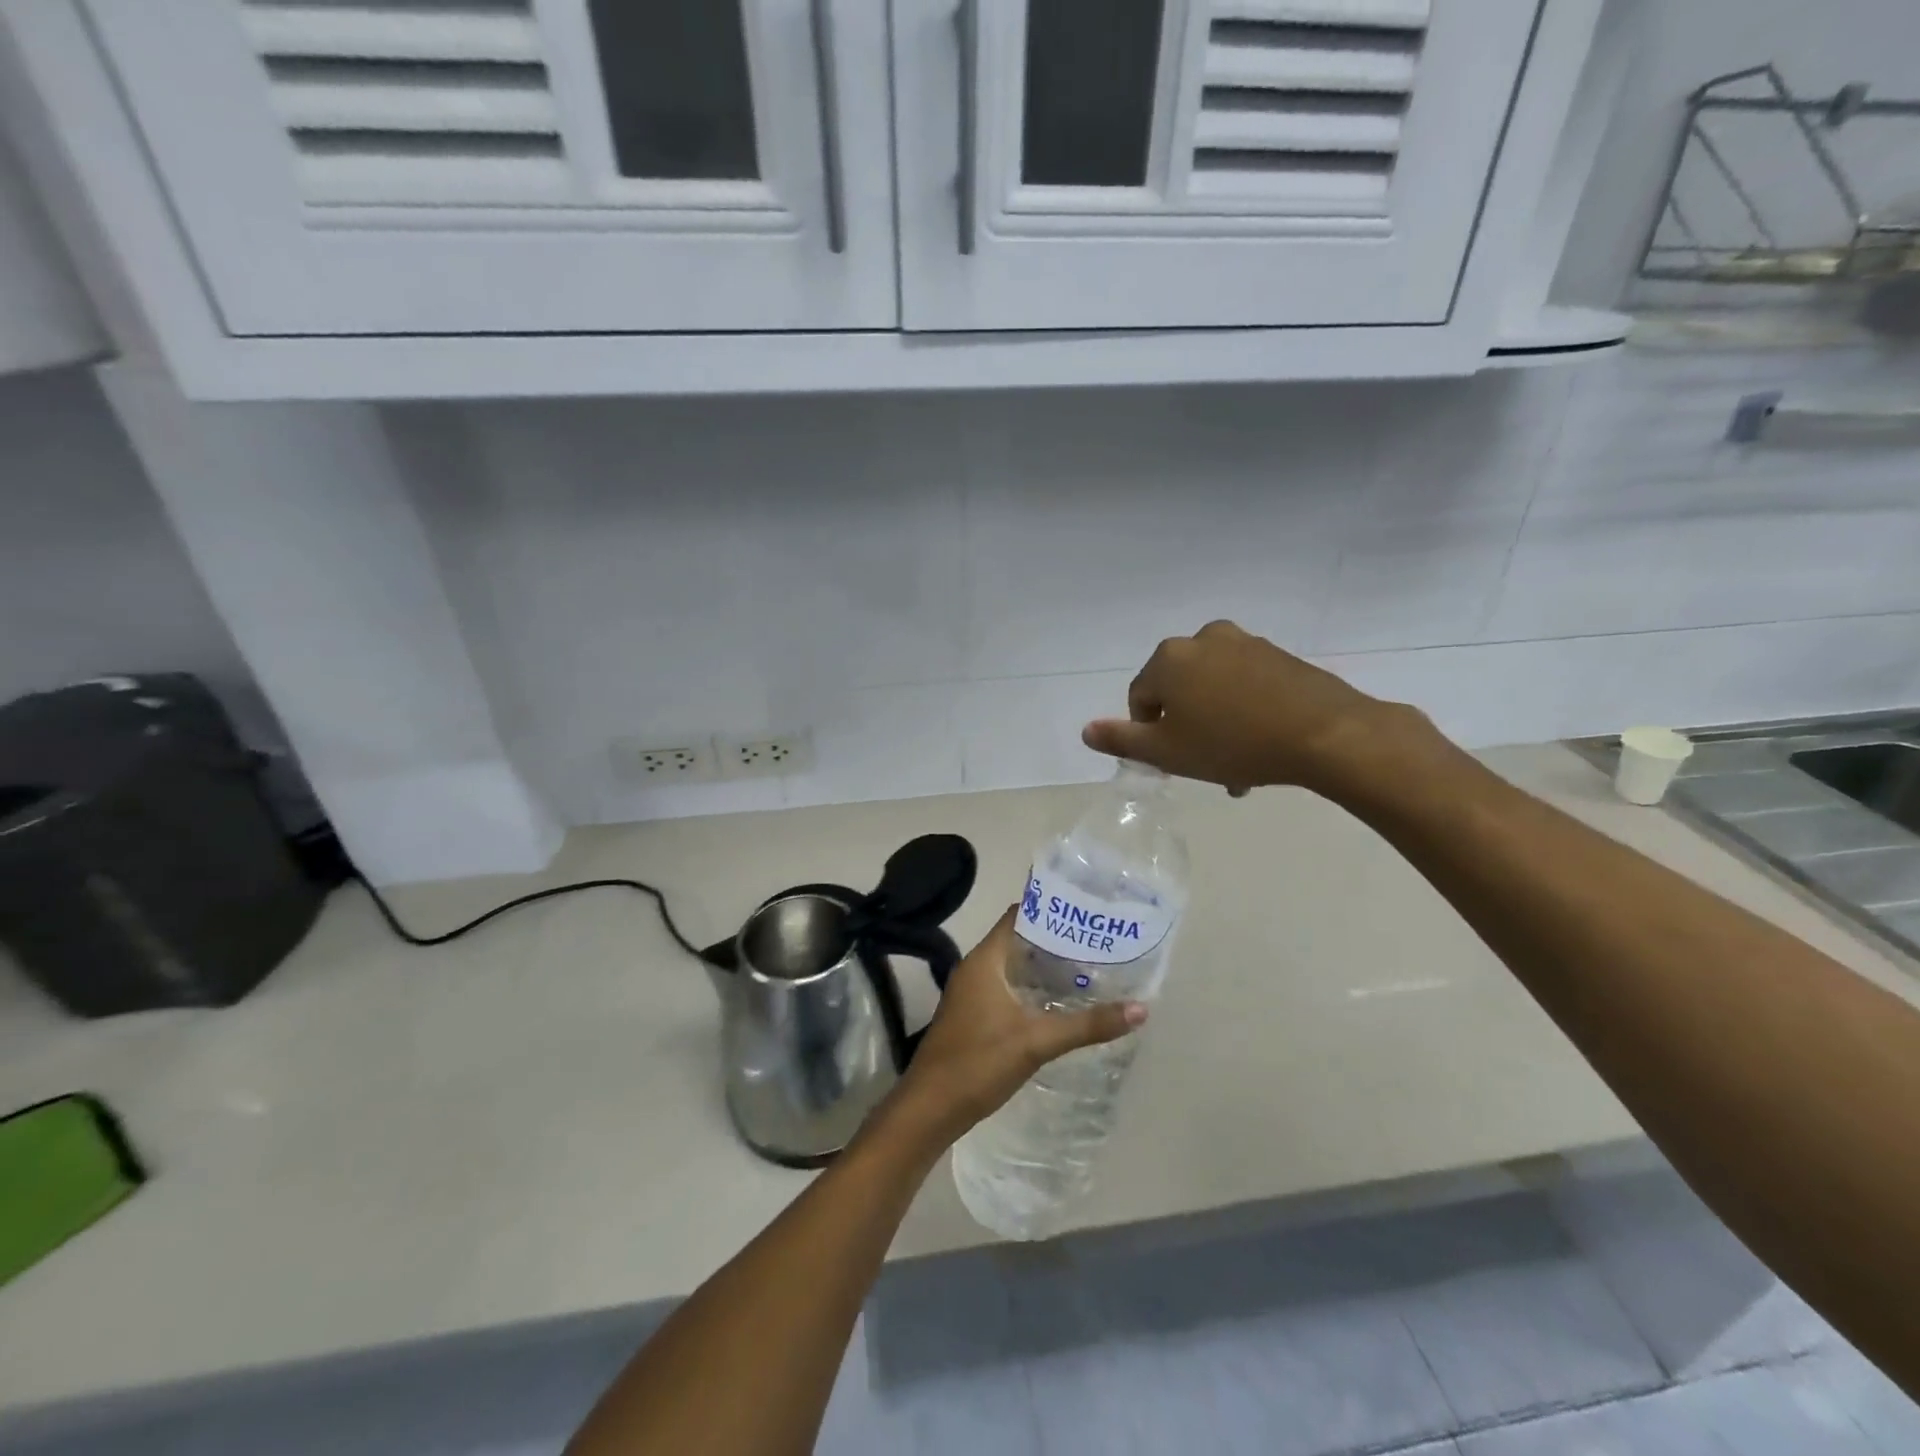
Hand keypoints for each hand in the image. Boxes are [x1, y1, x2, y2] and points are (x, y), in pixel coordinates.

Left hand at [891, 909, 1144, 1144]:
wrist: (930, 1108)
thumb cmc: (978, 1063)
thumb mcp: (1037, 1041)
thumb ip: (1087, 1024)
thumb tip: (1140, 1009)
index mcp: (985, 960)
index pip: (1018, 916)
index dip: (1050, 909)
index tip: (1086, 910)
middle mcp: (976, 968)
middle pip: (1019, 940)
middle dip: (1055, 939)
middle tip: (1096, 940)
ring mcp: (972, 993)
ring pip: (1014, 966)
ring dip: (1045, 966)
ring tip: (1088, 966)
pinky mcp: (974, 1015)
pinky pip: (1008, 987)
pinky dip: (1033, 988)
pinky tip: (1060, 1002)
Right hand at [1081, 620, 1416, 795]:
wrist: (1326, 734)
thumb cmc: (1234, 744)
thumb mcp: (1168, 752)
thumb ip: (1122, 740)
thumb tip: (1086, 730)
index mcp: (1170, 658)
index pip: (1141, 699)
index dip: (1150, 734)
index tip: (1174, 761)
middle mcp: (1203, 639)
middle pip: (1179, 692)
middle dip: (1186, 730)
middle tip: (1205, 767)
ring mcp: (1245, 643)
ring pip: (1213, 690)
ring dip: (1215, 724)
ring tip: (1237, 765)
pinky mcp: (1280, 655)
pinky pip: (1245, 685)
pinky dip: (1244, 711)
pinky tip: (1261, 744)